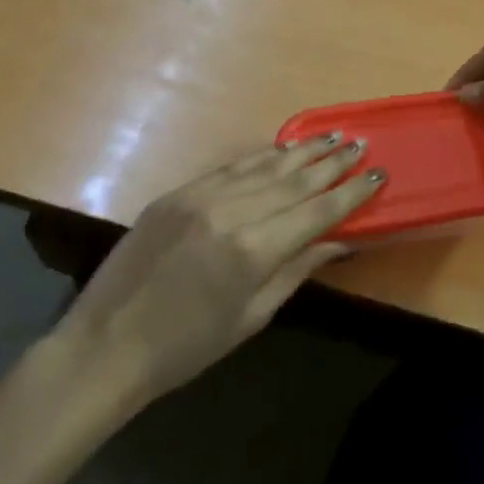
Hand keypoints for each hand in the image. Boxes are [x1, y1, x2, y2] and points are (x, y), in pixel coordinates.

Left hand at [52, 134, 383, 406]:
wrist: (105, 346)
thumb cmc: (187, 347)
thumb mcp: (252, 316)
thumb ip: (297, 269)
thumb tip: (338, 240)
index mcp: (253, 250)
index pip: (316, 211)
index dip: (350, 192)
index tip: (377, 173)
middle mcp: (230, 212)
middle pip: (294, 180)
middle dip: (332, 162)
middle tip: (360, 143)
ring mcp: (200, 196)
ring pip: (263, 166)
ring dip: (301, 151)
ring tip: (331, 136)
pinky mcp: (177, 192)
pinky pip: (230, 168)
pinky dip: (260, 157)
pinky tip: (281, 149)